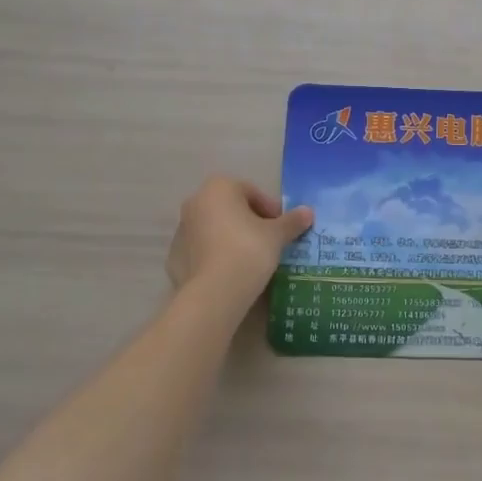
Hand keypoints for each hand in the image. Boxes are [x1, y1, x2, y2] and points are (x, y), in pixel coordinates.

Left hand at [166, 177, 313, 299]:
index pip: (251, 193)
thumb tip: (308, 212)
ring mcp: (181, 230)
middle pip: (230, 209)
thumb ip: (292, 221)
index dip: (270, 210)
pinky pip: (202, 251)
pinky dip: (215, 256)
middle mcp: (195, 202)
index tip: (281, 228)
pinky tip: (231, 273)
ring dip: (231, 238)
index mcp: (219, 188)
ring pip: (214, 229)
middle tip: (268, 242)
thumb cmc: (248, 250)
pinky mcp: (174, 257)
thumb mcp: (277, 235)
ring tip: (251, 260)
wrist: (214, 292)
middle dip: (249, 222)